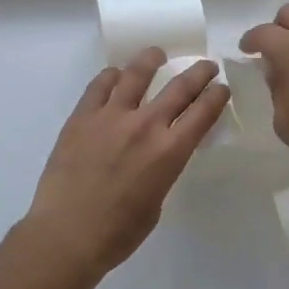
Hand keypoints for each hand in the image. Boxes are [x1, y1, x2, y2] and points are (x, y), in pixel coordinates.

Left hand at [21, 48, 229, 277]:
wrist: (66, 235)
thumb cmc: (117, 233)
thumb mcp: (156, 202)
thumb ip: (161, 170)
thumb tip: (155, 155)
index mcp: (169, 152)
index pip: (203, 113)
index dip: (217, 96)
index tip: (222, 87)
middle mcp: (145, 126)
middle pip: (179, 87)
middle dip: (198, 72)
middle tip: (206, 65)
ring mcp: (111, 117)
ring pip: (136, 74)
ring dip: (151, 59)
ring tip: (157, 54)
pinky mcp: (81, 117)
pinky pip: (99, 86)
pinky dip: (111, 76)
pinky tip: (115, 75)